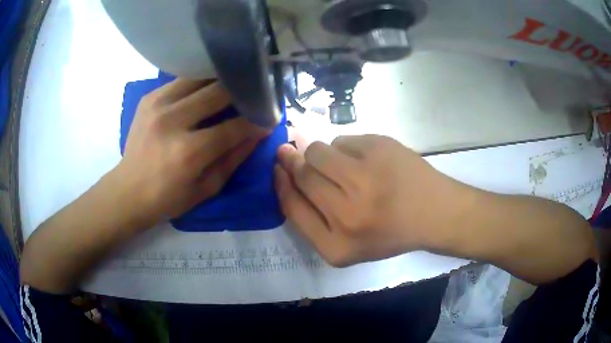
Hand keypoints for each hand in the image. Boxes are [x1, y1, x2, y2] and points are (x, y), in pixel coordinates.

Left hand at [117, 78, 268, 227]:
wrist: (128, 191)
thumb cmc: (168, 198)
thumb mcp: (207, 188)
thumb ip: (235, 158)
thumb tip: (259, 132)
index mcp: (188, 152)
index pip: (234, 127)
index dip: (256, 121)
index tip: (269, 117)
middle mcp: (172, 121)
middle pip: (218, 92)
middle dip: (241, 92)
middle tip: (253, 95)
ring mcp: (158, 105)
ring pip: (200, 78)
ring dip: (220, 82)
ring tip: (232, 86)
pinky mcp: (150, 98)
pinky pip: (182, 80)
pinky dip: (199, 82)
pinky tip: (205, 89)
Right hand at [274, 135, 472, 266]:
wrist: (435, 213)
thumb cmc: (390, 232)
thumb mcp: (346, 244)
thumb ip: (311, 218)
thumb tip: (285, 172)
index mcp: (336, 246)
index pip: (291, 205)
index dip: (281, 182)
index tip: (278, 167)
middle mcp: (347, 214)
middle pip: (303, 173)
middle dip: (296, 161)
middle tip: (300, 154)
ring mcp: (365, 178)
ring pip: (318, 150)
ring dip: (322, 154)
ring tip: (344, 165)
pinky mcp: (380, 148)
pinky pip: (343, 140)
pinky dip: (347, 148)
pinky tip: (367, 160)